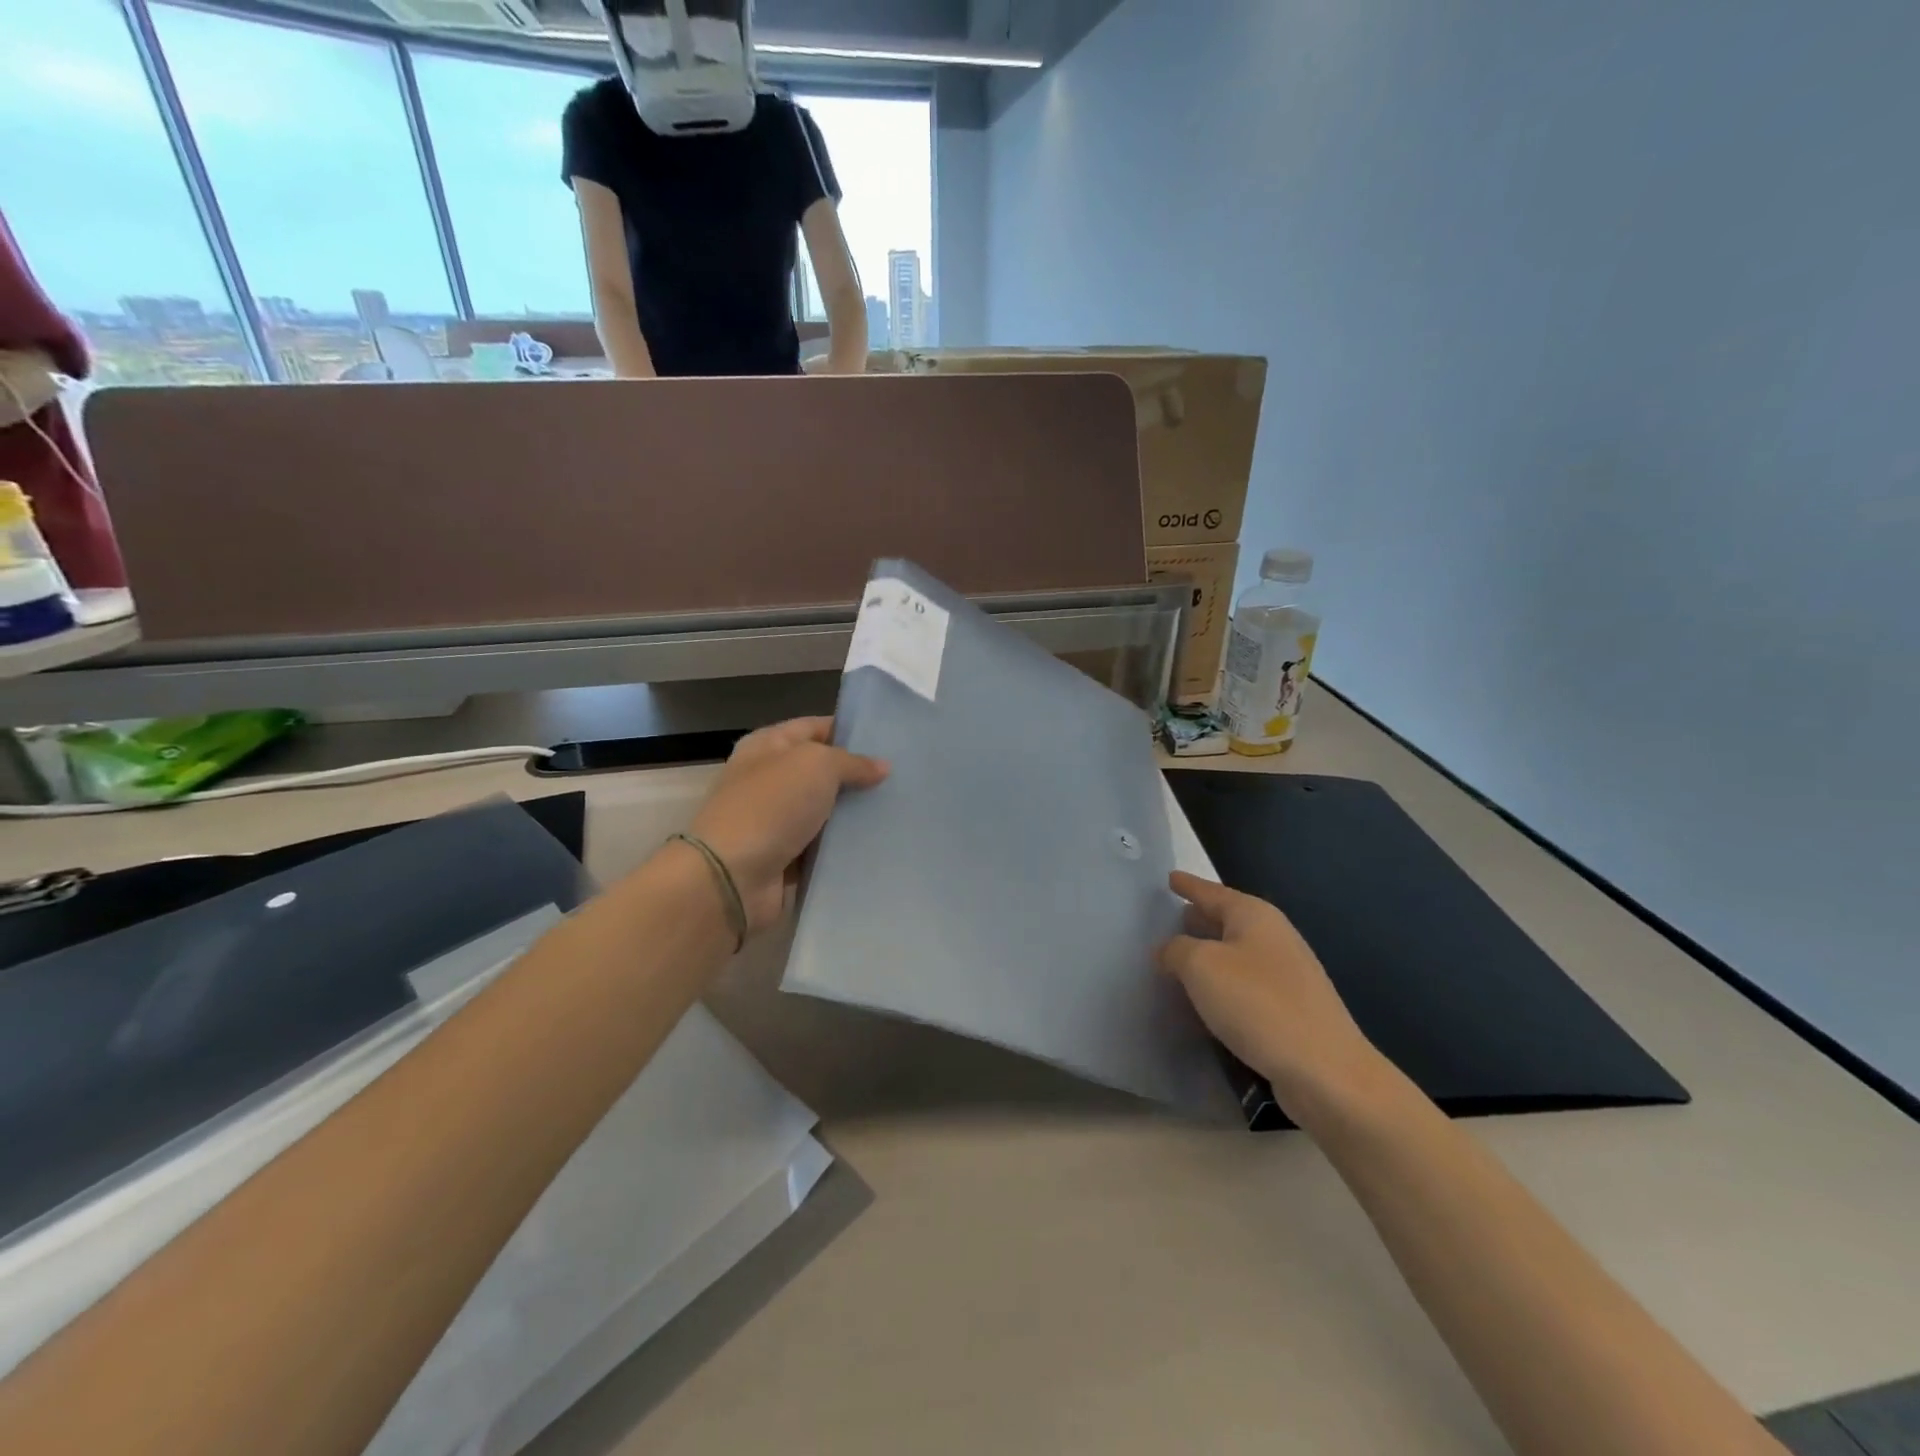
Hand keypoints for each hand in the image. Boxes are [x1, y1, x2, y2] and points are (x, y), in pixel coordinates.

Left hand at [686, 717, 887, 932]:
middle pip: (822, 772)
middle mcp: (768, 779)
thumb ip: (852, 762)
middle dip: (857, 776)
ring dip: (854, 815)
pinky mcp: (784, 858)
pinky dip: (843, 849)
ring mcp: (775, 821)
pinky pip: (822, 848)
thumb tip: (882, 766)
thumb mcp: (817, 765)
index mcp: (767, 746)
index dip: (849, 731)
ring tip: (897, 812)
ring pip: (825, 812)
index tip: (889, 742)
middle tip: (901, 780)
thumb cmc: (771, 806)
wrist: (732, 877)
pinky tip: (878, 845)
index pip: (814, 728)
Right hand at [1159, 872, 1380, 1108]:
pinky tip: (1206, 1000)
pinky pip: (1245, 985)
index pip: (1212, 892)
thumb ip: (1176, 950)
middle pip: (1226, 921)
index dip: (1188, 885)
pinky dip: (1222, 985)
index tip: (1169, 878)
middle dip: (1197, 920)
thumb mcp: (1201, 967)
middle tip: (1165, 922)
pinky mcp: (1291, 1009)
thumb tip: (1168, 950)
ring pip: (1235, 954)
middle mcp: (1274, 937)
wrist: (1325, 1071)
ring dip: (1208, 956)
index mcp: (1254, 916)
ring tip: (1177, 962)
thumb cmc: (1258, 1004)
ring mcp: (1287, 974)